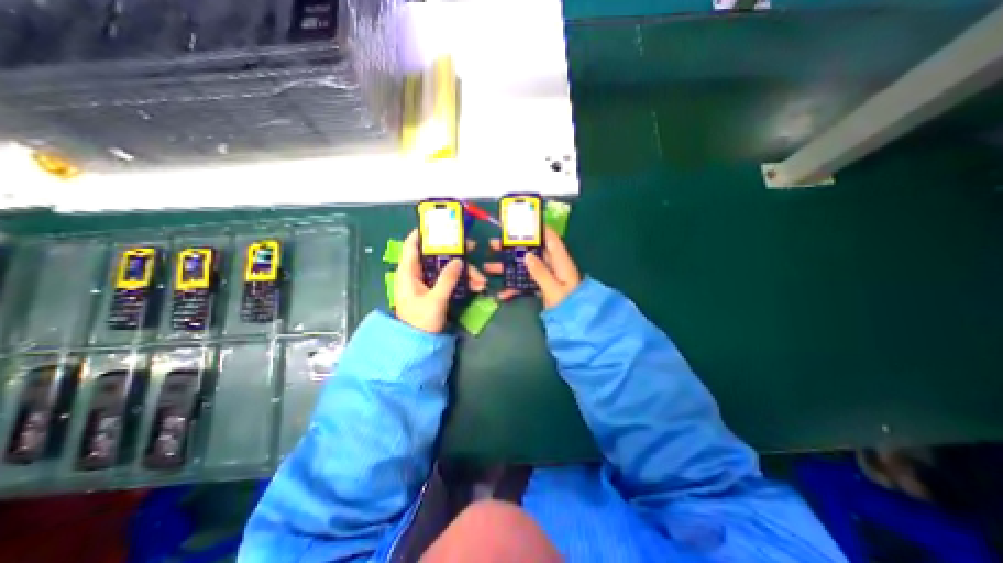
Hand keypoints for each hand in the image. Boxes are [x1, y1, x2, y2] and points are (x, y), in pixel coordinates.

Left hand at [391, 229, 486, 332]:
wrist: (418, 344)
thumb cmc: (420, 321)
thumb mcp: (435, 300)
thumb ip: (447, 279)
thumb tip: (459, 260)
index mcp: (408, 272)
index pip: (412, 245)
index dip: (423, 232)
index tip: (439, 224)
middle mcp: (417, 274)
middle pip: (436, 256)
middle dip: (455, 253)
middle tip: (472, 247)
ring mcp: (427, 283)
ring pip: (446, 269)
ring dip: (464, 272)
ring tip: (480, 281)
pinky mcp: (435, 291)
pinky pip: (449, 280)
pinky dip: (462, 282)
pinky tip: (476, 287)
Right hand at [484, 226, 579, 309]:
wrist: (575, 326)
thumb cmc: (568, 306)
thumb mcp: (554, 289)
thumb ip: (541, 272)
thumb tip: (527, 255)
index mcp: (561, 262)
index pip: (550, 238)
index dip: (538, 228)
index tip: (520, 222)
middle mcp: (553, 266)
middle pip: (532, 251)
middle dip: (513, 247)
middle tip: (494, 243)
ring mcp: (546, 277)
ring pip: (525, 267)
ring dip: (508, 267)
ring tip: (489, 266)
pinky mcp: (542, 287)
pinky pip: (526, 282)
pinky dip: (514, 287)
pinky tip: (501, 293)